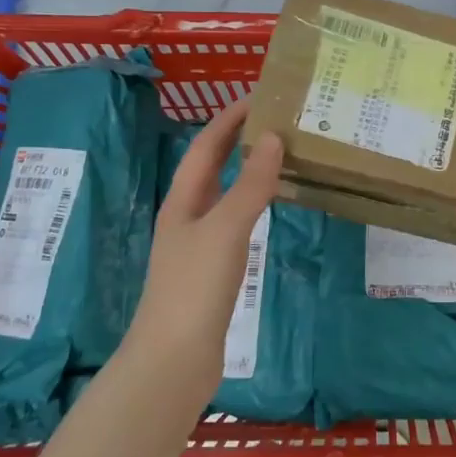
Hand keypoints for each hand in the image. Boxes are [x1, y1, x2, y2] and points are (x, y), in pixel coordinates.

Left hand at [126, 98, 282, 391]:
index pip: (206, 146)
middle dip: (238, 139)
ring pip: (225, 193)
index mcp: (183, 201)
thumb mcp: (225, 230)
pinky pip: (236, 221)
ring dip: (248, 170)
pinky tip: (272, 208)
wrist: (174, 360)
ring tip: (281, 154)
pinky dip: (254, 203)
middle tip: (277, 119)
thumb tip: (273, 137)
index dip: (228, 118)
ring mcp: (198, 245)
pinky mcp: (213, 270)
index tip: (260, 95)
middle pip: (212, 167)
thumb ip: (250, 185)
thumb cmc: (195, 288)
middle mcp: (187, 216)